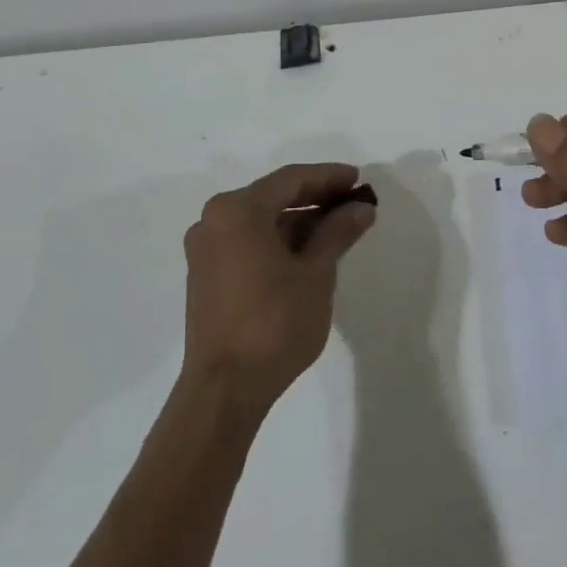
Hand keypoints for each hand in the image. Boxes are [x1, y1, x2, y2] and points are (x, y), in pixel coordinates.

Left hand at [181, 164, 376, 414]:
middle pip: (273, 196)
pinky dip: (278, 239)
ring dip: (298, 220)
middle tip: (353, 202)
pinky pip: (247, 240)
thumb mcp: (316, 274)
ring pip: (260, 219)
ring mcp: (205, 248)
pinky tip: (308, 250)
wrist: (225, 390)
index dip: (328, 177)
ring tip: (338, 227)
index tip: (358, 180)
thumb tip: (361, 208)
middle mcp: (213, 220)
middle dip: (315, 197)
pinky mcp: (205, 273)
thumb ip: (337, 232)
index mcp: (237, 211)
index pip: (290, 180)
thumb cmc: (274, 324)